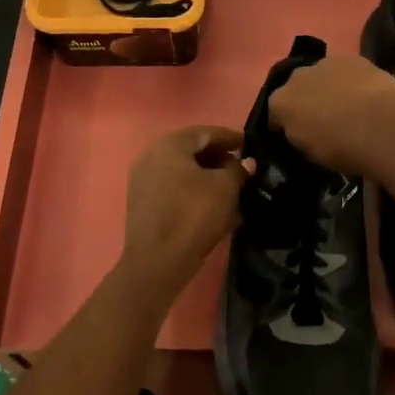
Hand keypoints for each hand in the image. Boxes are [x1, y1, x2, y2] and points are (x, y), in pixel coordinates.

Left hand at [122, 125, 250, 292]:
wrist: (157, 261)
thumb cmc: (193, 215)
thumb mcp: (225, 188)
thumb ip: (238, 169)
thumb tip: (246, 162)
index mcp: (170, 144)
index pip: (207, 132)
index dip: (232, 139)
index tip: (252, 147)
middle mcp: (151, 155)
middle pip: (192, 150)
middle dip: (219, 158)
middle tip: (243, 169)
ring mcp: (142, 179)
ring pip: (182, 170)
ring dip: (207, 176)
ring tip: (231, 188)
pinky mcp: (142, 202)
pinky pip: (173, 187)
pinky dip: (193, 190)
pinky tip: (211, 204)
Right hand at [266, 54, 394, 175]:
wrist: (380, 128)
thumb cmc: (340, 148)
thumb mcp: (309, 154)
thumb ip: (299, 136)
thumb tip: (302, 131)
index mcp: (280, 103)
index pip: (274, 114)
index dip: (283, 126)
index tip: (296, 136)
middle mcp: (296, 77)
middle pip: (296, 88)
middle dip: (305, 100)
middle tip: (322, 118)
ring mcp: (326, 63)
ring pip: (321, 76)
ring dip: (328, 86)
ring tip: (346, 105)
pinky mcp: (353, 58)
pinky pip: (346, 70)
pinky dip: (350, 80)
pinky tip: (364, 95)